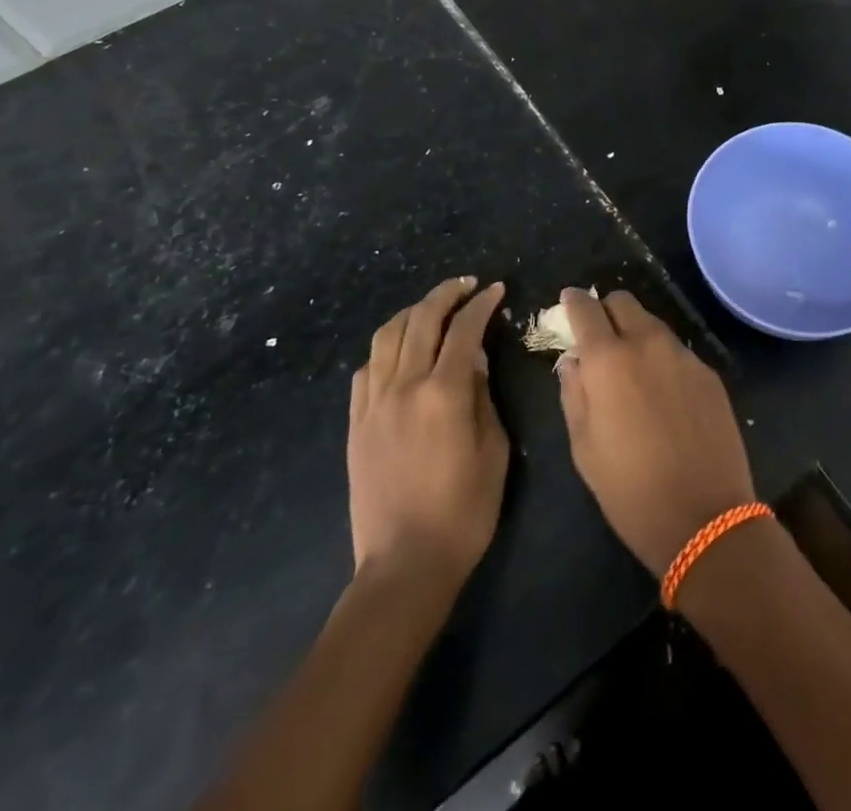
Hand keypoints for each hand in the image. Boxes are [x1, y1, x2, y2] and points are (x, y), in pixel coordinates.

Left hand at [348, 278, 508, 590]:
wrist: (405, 564)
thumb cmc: (464, 510)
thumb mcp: (493, 449)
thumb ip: (482, 395)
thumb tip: (473, 359)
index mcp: (443, 394)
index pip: (464, 330)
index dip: (482, 304)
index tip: (495, 290)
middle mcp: (404, 387)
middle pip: (421, 320)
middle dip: (446, 294)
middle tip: (466, 285)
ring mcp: (373, 404)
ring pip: (387, 336)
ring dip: (412, 313)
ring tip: (432, 309)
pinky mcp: (355, 423)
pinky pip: (366, 369)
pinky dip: (385, 348)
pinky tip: (400, 352)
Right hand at [556, 290, 755, 574]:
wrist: (706, 518)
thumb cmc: (631, 491)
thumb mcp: (584, 447)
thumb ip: (573, 393)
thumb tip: (573, 361)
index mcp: (608, 359)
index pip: (585, 308)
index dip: (573, 303)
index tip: (568, 304)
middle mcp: (647, 343)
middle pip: (623, 301)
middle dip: (606, 311)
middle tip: (599, 339)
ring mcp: (683, 355)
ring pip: (652, 324)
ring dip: (636, 334)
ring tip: (632, 371)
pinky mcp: (709, 373)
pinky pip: (677, 351)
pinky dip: (662, 359)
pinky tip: (664, 395)